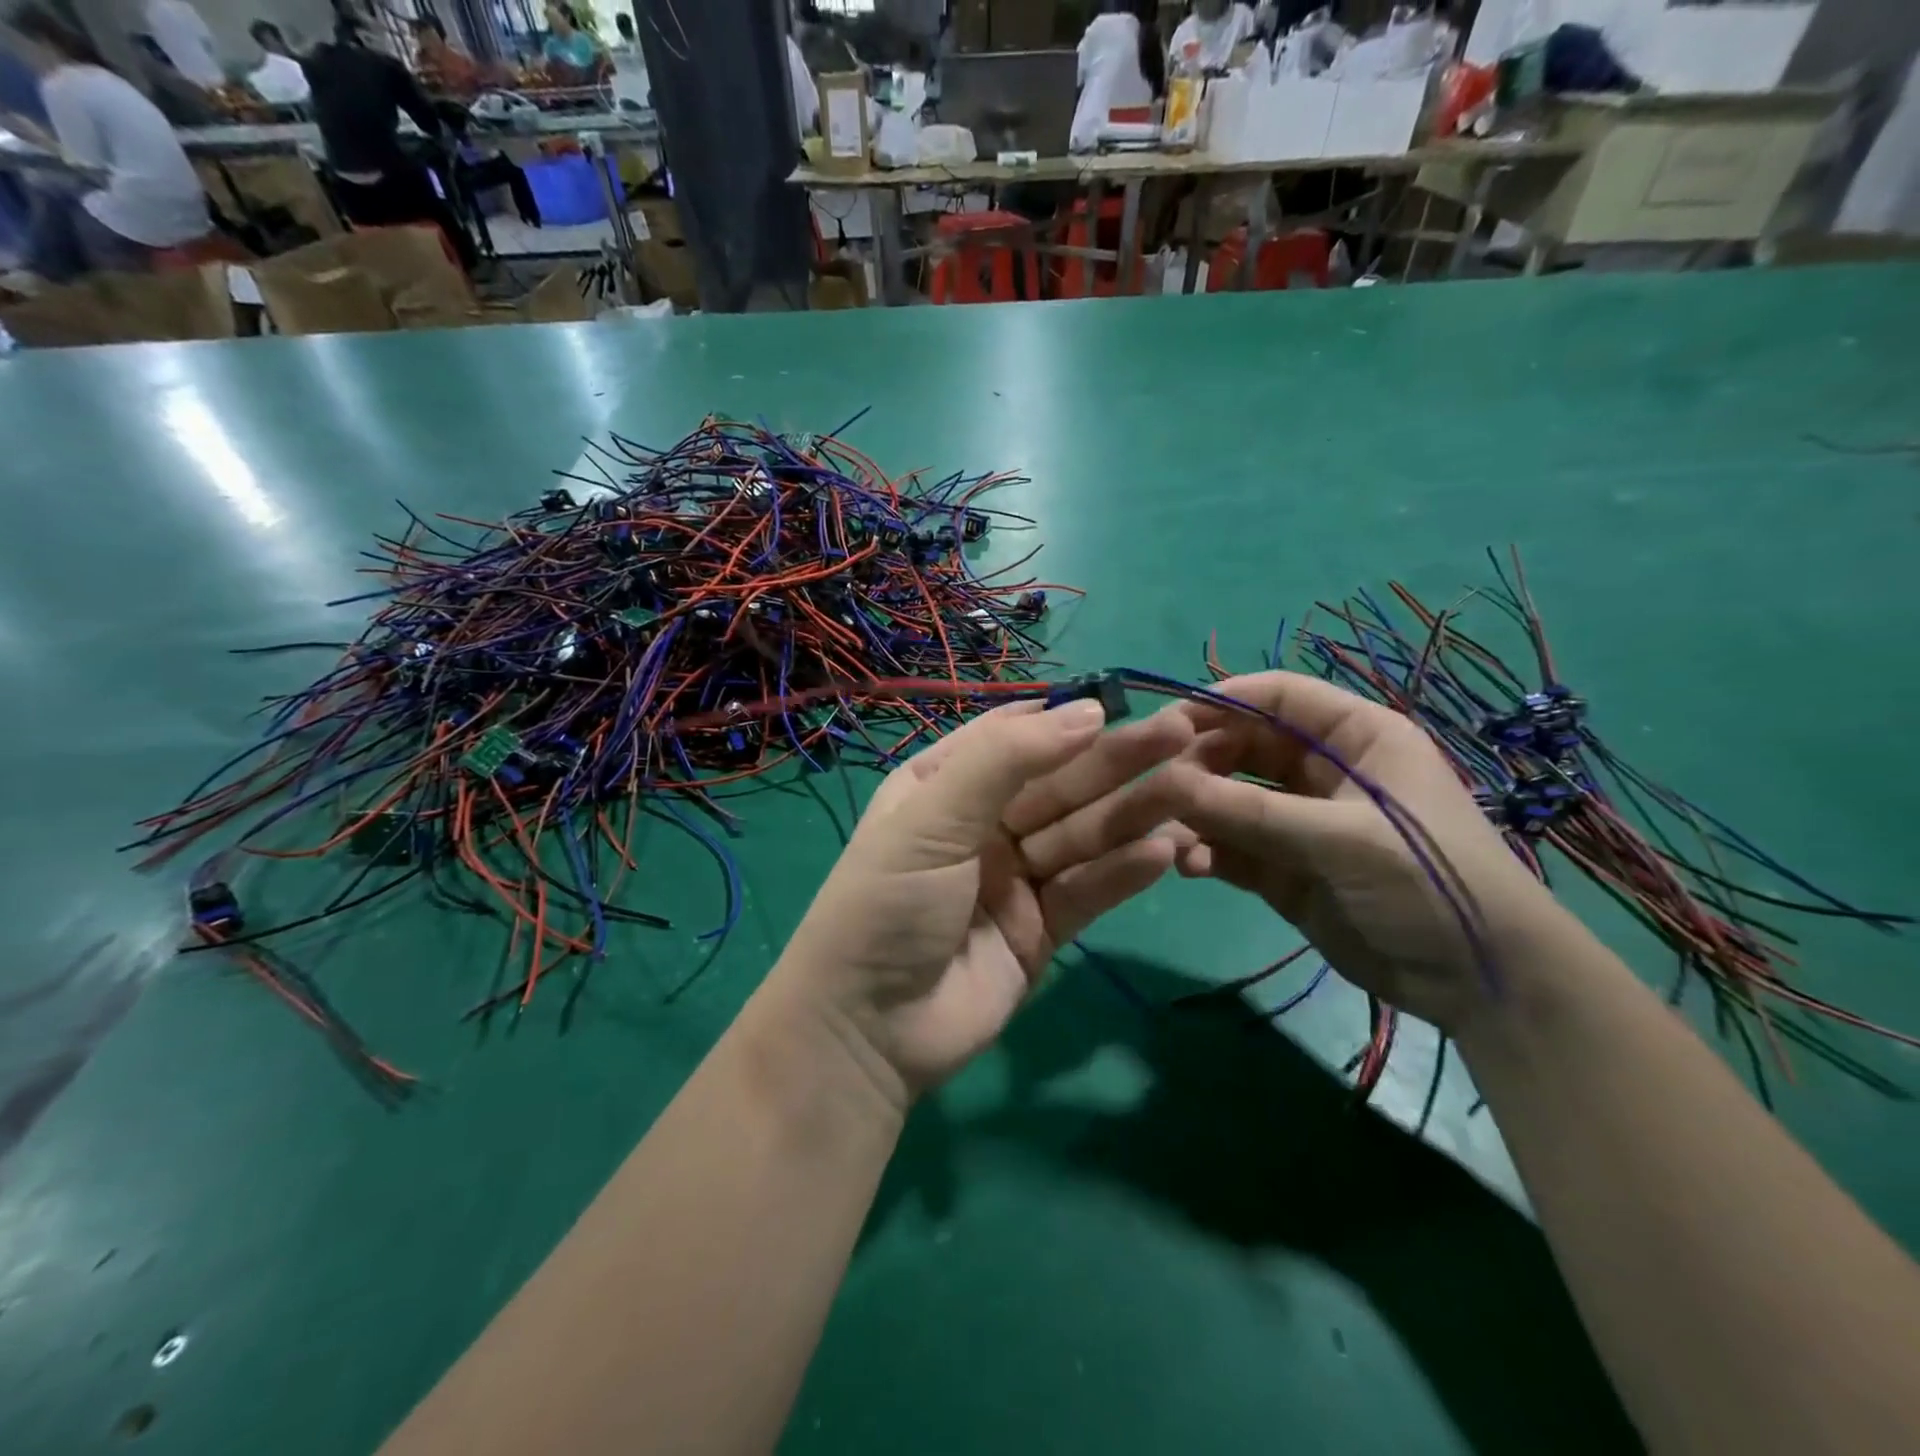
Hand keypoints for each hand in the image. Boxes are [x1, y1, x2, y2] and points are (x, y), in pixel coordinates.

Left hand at [774, 700, 1192, 1109]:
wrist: (870, 1030)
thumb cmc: (887, 904)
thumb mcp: (931, 818)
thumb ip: (1005, 760)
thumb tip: (1088, 710)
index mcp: (944, 786)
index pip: (1012, 738)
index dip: (1066, 720)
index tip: (1123, 704)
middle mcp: (983, 824)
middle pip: (1059, 785)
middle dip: (1116, 762)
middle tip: (1181, 734)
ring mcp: (1016, 877)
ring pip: (1082, 834)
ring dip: (1133, 813)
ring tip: (1191, 789)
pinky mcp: (1043, 927)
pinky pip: (1088, 890)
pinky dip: (1123, 871)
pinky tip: (1165, 850)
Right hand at [1160, 672, 1565, 1033]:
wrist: (1481, 982)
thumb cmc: (1428, 880)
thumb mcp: (1342, 838)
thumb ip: (1252, 811)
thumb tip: (1167, 784)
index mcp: (1355, 738)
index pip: (1277, 697)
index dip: (1222, 702)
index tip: (1166, 722)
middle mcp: (1323, 772)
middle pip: (1244, 747)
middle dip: (1200, 763)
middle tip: (1158, 787)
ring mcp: (1300, 822)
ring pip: (1231, 799)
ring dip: (1198, 813)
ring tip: (1169, 833)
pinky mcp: (1285, 869)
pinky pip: (1233, 847)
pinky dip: (1208, 852)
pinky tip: (1190, 867)